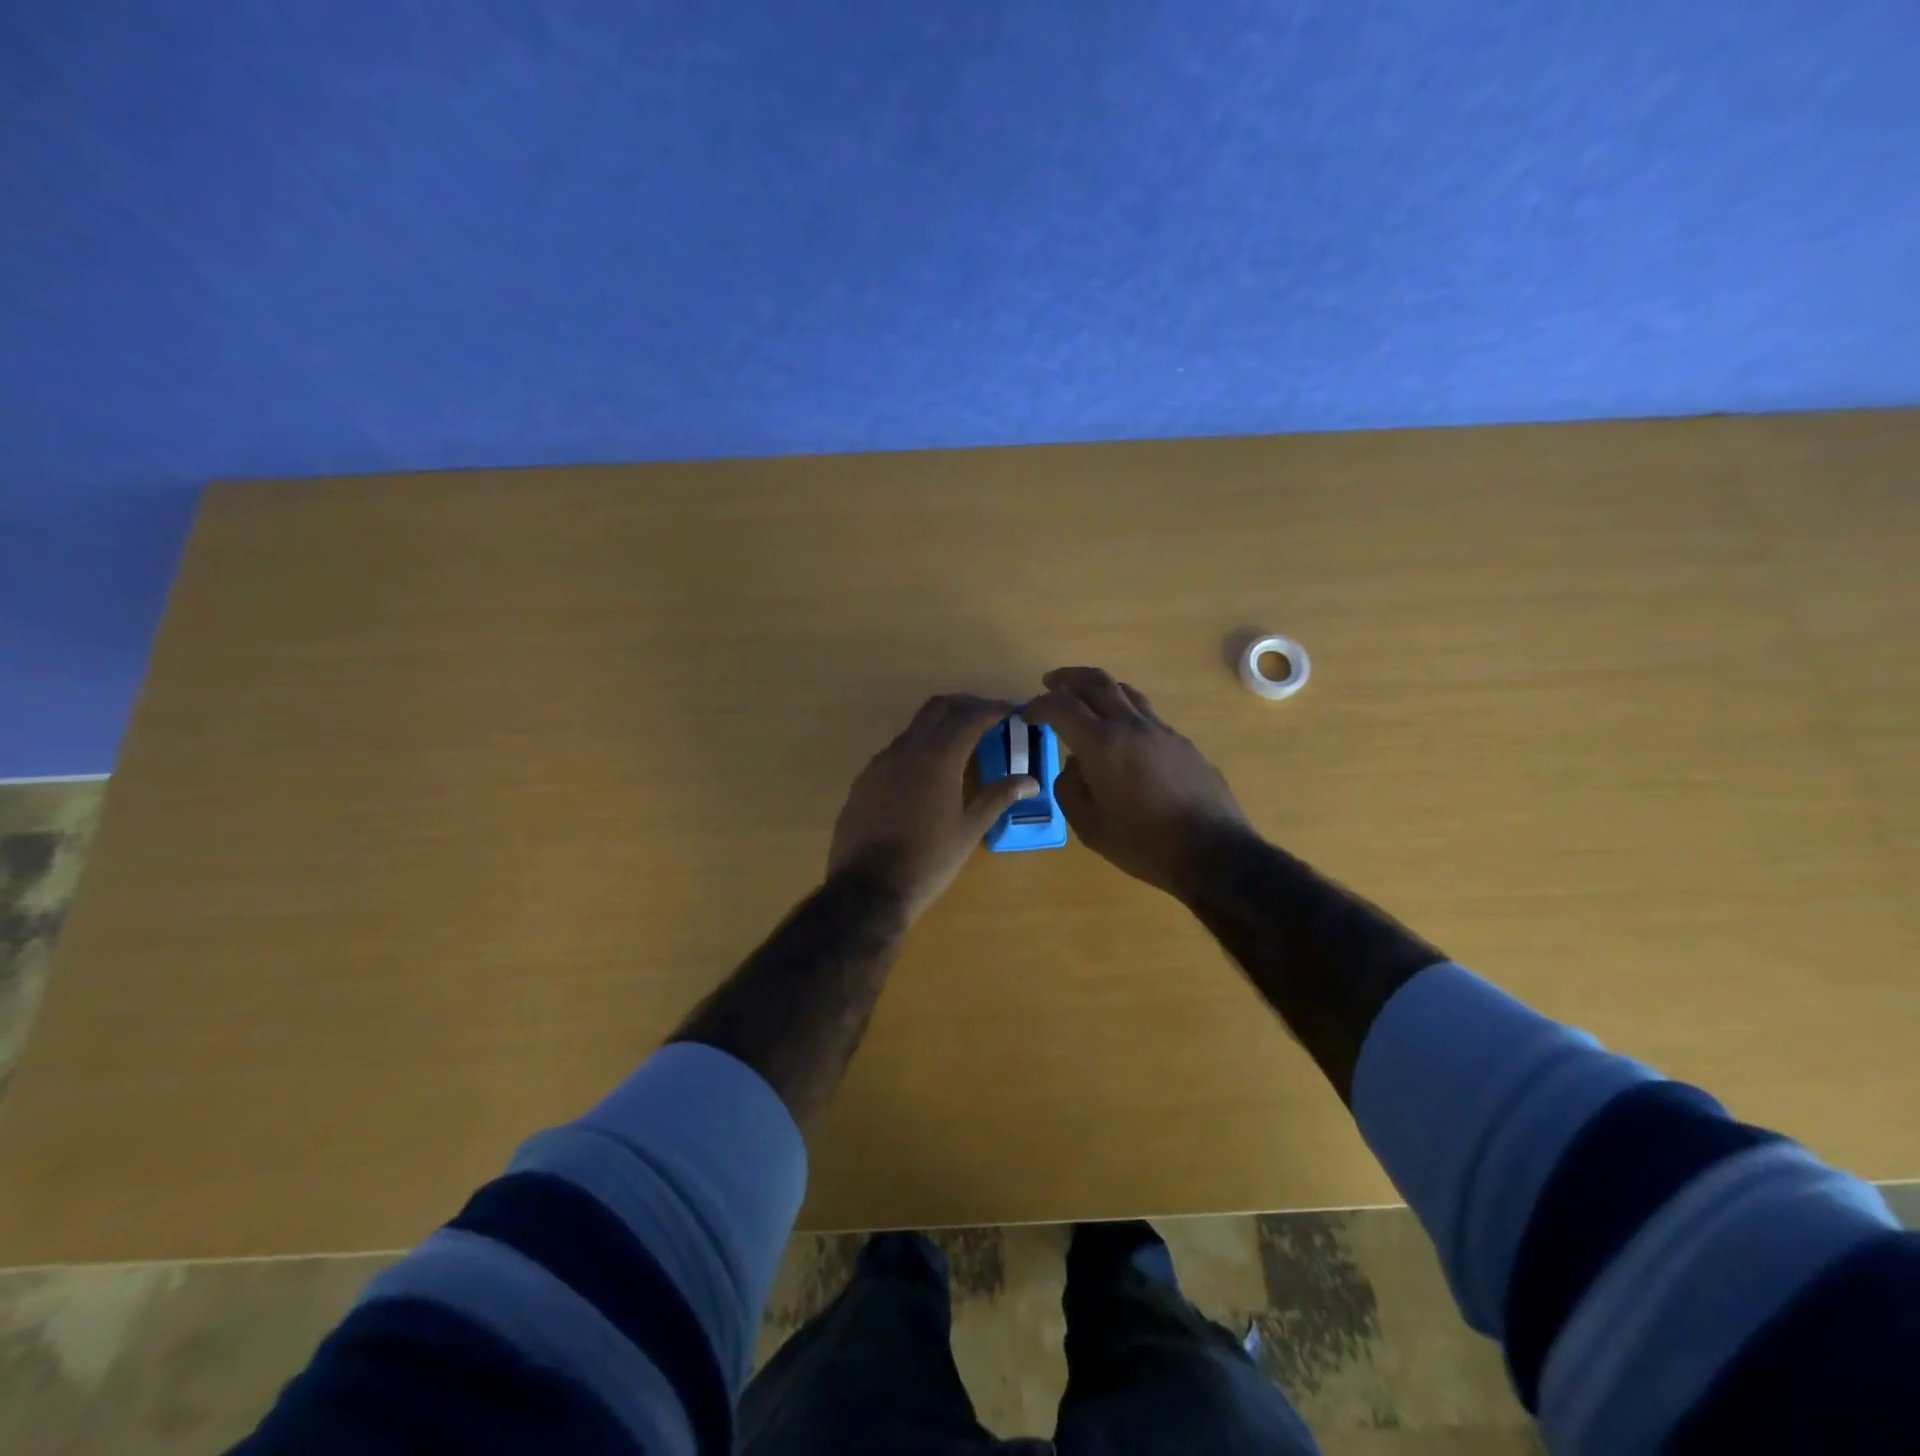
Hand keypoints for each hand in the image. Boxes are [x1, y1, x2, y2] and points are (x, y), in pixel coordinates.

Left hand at [828, 694, 1039, 920]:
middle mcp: (907, 750)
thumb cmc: (928, 861)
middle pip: (938, 709)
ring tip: (961, 744)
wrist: (868, 888)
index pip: (970, 718)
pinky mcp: (864, 780)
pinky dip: (918, 748)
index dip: (994, 709)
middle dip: (965, 705)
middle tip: (988, 717)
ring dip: (939, 726)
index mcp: (938, 758)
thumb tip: (1031, 781)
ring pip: (914, 728)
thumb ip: (998, 797)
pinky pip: (895, 751)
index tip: (1012, 710)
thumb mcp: (969, 830)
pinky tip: (927, 773)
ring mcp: (880, 763)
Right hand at [1025, 667, 1248, 896]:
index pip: (1061, 707)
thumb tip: (1074, 766)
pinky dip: (1124, 711)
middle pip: (1096, 681)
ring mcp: (1161, 730)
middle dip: (1068, 678)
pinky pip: (1146, 714)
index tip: (1027, 714)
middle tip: (1050, 682)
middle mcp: (1131, 725)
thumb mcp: (1089, 826)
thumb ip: (1070, 789)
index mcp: (1102, 743)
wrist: (1213, 851)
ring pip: (1125, 692)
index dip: (1038, 705)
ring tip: (1085, 699)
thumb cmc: (1143, 843)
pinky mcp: (1182, 742)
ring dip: (1099, 688)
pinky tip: (1121, 735)